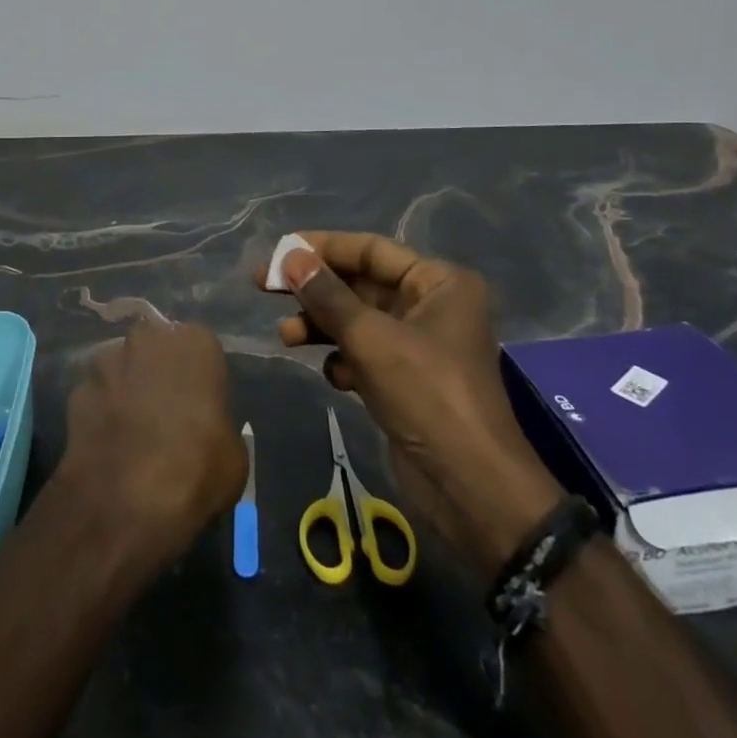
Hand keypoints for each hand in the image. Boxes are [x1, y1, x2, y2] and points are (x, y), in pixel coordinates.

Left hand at [55, 319, 248, 570]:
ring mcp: (107, 362)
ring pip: (121, 369)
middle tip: (165, 412)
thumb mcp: (234, 453)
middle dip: (157, 372)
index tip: (200, 405)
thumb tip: (208, 430)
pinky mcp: (76, 391)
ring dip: (126, 390)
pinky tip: (108, 446)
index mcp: (194, 342)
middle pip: (155, 348)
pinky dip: (101, 414)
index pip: (200, 347)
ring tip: (132, 432)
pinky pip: (96, 397)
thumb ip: (219, 423)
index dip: (199, 377)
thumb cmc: (197, 469)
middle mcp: (148, 339)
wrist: (127, 503)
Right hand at [272, 232, 562, 575]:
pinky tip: (334, 377)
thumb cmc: (427, 395)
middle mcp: (431, 306)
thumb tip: (290, 258)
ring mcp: (418, 346)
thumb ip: (327, 296)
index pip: (371, 250)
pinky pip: (364, 355)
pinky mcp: (406, 381)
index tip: (279, 252)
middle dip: (315, 290)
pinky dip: (343, 360)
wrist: (471, 489)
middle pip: (360, 284)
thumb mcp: (371, 339)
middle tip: (265, 287)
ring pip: (357, 321)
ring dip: (321, 326)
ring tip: (286, 337)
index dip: (323, 248)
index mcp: (438, 282)